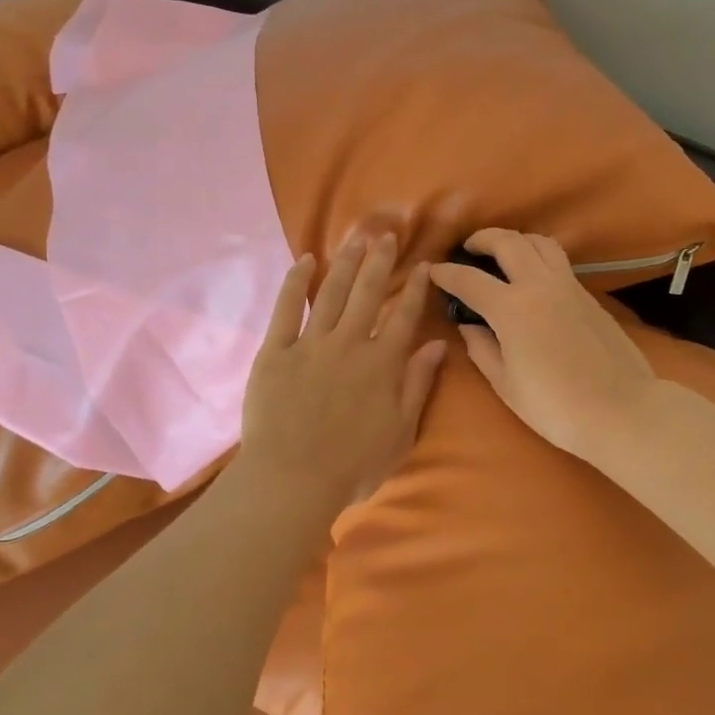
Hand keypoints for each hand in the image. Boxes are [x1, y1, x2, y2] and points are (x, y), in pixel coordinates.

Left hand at [241, 235, 446, 508]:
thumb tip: (439, 345)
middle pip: (368, 293)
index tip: (424, 265)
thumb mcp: (401, 431)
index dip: (416, 288)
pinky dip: (296, 283)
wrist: (293, 479)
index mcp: (382, 363)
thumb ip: (418, 384)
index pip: (405, 316)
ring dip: (345, 263)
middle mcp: (350, 343)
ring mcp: (310, 344)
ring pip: (332, 293)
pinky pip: (287, 308)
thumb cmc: (354, 465)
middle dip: (379, 262)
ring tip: (355, 238)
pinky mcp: (276, 351)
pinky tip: (304, 262)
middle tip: (386, 235)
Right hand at [429, 228, 658, 463]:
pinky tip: (533, 278)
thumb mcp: (506, 385)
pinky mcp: (590, 296)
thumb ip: (482, 350)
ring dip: (516, 240)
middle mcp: (540, 285)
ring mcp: (569, 286)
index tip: (434, 271)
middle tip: (469, 248)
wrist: (621, 410)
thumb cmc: (555, 406)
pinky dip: (539, 257)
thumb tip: (469, 327)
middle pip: (508, 242)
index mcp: (512, 308)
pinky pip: (559, 262)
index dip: (447, 273)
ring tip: (503, 254)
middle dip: (483, 238)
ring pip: (540, 242)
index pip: (470, 280)